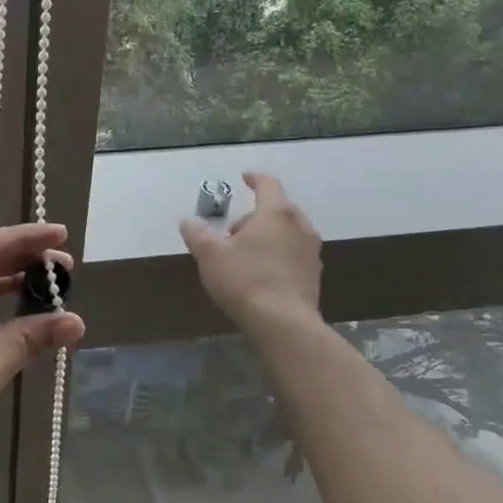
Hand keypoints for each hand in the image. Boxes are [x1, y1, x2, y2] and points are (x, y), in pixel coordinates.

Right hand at [180, 173, 321, 333]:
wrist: (284, 324)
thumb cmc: (245, 280)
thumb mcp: (210, 255)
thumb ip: (197, 234)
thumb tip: (187, 221)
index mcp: (276, 212)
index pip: (268, 184)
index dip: (254, 178)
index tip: (244, 178)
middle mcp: (300, 225)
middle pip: (278, 209)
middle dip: (255, 215)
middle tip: (232, 232)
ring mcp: (311, 251)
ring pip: (287, 232)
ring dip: (268, 235)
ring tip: (245, 254)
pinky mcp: (314, 274)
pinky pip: (294, 253)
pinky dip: (278, 254)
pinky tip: (262, 274)